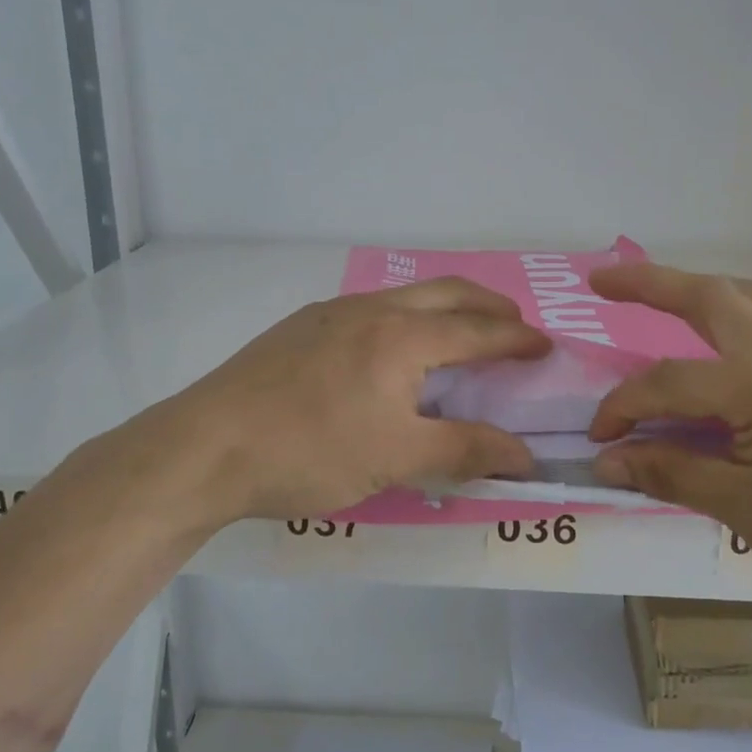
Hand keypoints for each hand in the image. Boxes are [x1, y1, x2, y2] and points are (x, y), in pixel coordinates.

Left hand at [106, 278, 552, 526]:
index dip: (516, 339)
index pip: (477, 330)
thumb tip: (525, 455)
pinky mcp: (301, 326)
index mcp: (402, 336)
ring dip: (445, 306)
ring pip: (405, 296)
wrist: (207, 446)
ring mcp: (331, 312)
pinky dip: (405, 317)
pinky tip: (391, 346)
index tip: (544, 346)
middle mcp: (372, 309)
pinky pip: (372, 308)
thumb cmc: (310, 452)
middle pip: (447, 293)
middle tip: (513, 325)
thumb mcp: (396, 458)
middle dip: (488, 305)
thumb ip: (464, 450)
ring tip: (459, 331)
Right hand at [587, 264, 751, 621]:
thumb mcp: (749, 513)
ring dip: (702, 291)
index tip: (597, 440)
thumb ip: (672, 474)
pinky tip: (728, 346)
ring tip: (664, 300)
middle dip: (651, 282)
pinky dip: (739, 315)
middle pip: (713, 298)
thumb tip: (607, 459)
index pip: (672, 381)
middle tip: (602, 281)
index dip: (623, 407)